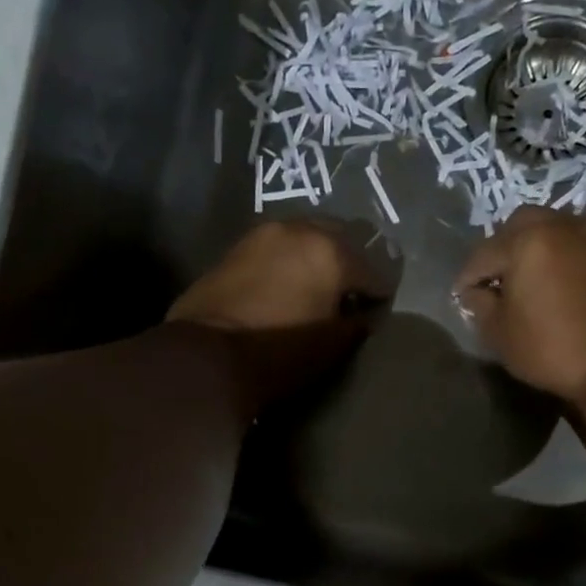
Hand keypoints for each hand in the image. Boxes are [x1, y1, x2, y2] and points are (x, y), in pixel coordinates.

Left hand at [169, 219, 392, 409]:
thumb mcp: (331, 347)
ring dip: (315, 256)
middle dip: (349, 263)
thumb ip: (355, 324)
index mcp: (331, 252)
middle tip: (349, 292)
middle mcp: (299, 230)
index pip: (372, 271)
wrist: (207, 356)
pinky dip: (287, 261)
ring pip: (303, 237)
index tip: (376, 310)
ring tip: (315, 286)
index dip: (378, 294)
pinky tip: (285, 285)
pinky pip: (276, 249)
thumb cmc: (280, 353)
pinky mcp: (235, 248)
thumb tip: (362, 315)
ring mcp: (263, 234)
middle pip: (339, 239)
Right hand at [453, 206, 585, 400]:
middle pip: (520, 225)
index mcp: (528, 240)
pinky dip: (559, 256)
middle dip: (501, 249)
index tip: (460, 296)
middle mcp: (562, 225)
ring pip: (552, 229)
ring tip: (525, 280)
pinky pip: (576, 244)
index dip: (467, 277)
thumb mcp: (500, 333)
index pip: (484, 253)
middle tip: (494, 279)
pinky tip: (553, 283)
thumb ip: (481, 305)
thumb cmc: (550, 349)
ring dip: (533, 248)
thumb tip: (477, 292)